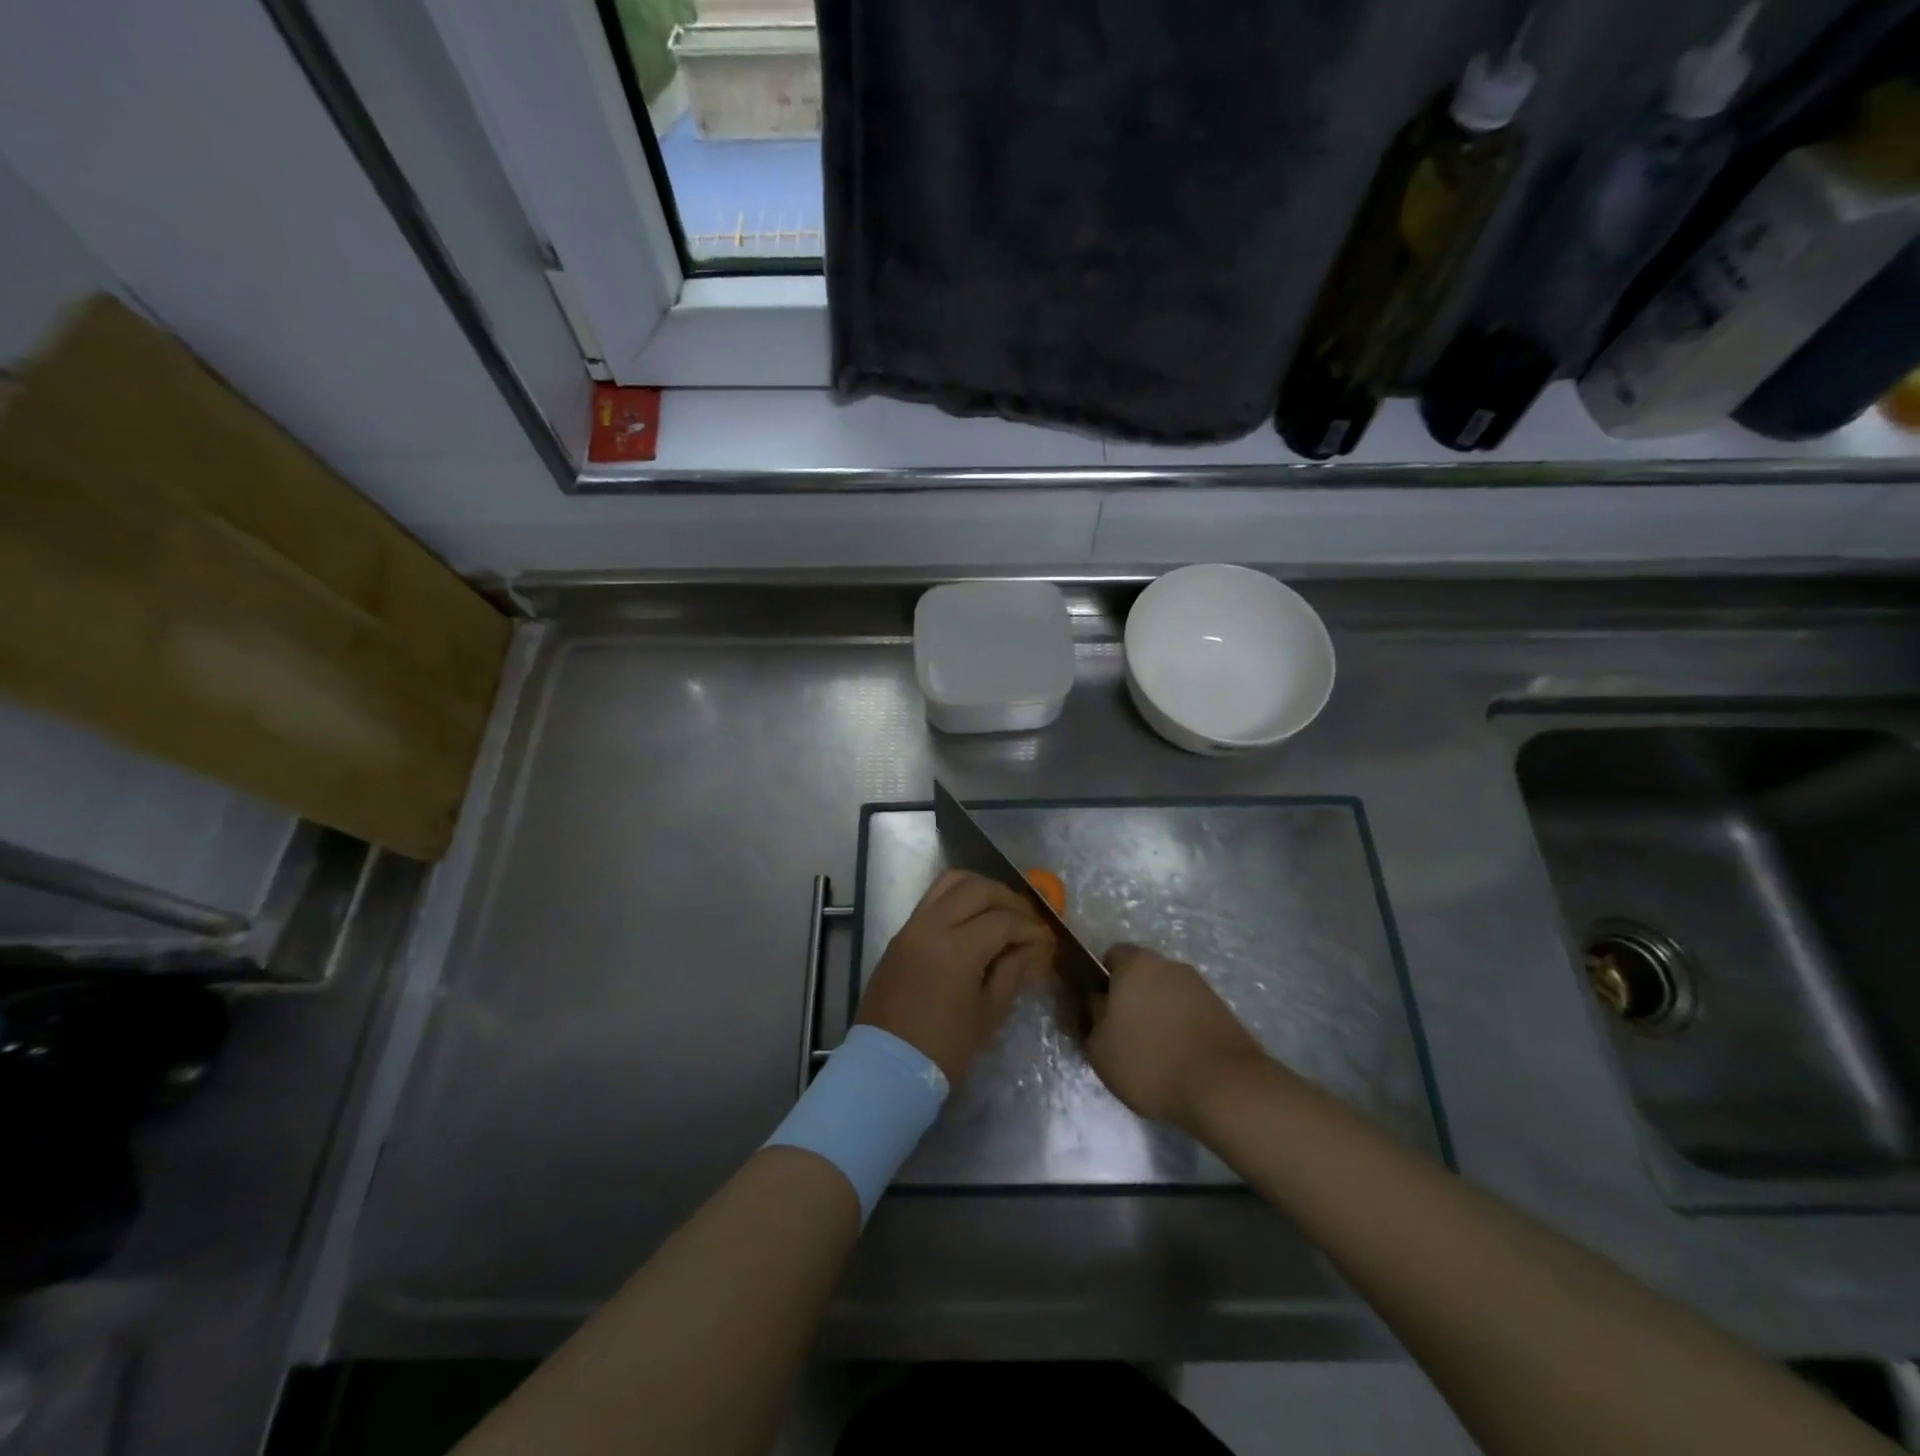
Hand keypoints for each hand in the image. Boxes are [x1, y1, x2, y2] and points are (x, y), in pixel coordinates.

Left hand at [856, 870, 1055, 1084]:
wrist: (887, 1067)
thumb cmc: (944, 1049)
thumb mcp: (989, 1013)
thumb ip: (1013, 970)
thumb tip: (1035, 946)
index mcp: (956, 949)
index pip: (1003, 921)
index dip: (1030, 928)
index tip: (1047, 940)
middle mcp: (931, 926)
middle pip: (978, 890)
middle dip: (1010, 900)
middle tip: (1029, 920)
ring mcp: (912, 925)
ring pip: (951, 882)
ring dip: (982, 888)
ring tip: (1003, 909)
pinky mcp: (901, 933)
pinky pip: (933, 897)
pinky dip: (958, 895)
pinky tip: (976, 915)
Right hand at [1085, 944, 1268, 1133]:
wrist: (1224, 1088)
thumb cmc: (1150, 1062)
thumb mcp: (1100, 1048)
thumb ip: (1093, 1018)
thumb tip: (1098, 1003)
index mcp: (1136, 964)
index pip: (1113, 956)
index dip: (1103, 980)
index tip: (1101, 1010)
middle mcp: (1170, 965)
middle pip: (1143, 975)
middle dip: (1133, 998)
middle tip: (1125, 1035)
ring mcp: (1201, 987)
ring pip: (1169, 995)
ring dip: (1160, 1015)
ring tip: (1156, 1055)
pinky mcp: (1224, 1012)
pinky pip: (1192, 1014)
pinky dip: (1183, 1030)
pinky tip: (1181, 1062)